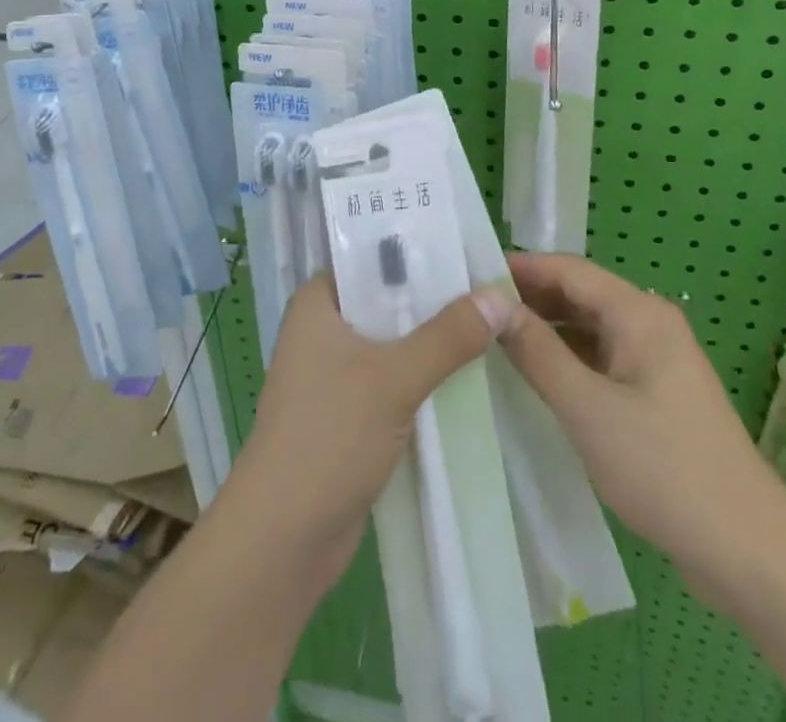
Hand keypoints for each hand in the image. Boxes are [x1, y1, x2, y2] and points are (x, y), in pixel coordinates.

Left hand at [225, 275, 515, 586]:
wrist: (284, 538)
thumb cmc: (329, 435)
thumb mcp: (394, 377)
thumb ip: (448, 336)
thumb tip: (500, 296)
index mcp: (317, 303)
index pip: (370, 257)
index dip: (417, 251)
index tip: (467, 246)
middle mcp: (322, 330)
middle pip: (387, 300)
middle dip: (435, 298)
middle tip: (492, 285)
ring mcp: (334, 375)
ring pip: (393, 343)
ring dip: (433, 341)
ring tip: (492, 323)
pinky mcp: (349, 415)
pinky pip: (393, 380)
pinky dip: (424, 378)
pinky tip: (468, 373)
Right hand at [498, 252, 785, 602]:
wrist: (749, 551)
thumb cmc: (664, 469)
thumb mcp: (588, 409)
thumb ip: (537, 352)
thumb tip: (493, 304)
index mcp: (639, 313)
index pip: (569, 269)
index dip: (520, 267)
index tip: (471, 272)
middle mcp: (649, 323)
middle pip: (579, 293)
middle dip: (529, 296)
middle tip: (474, 307)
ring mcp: (655, 359)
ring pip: (588, 327)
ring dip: (545, 328)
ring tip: (492, 336)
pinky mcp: (655, 392)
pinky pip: (600, 357)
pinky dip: (567, 357)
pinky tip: (534, 372)